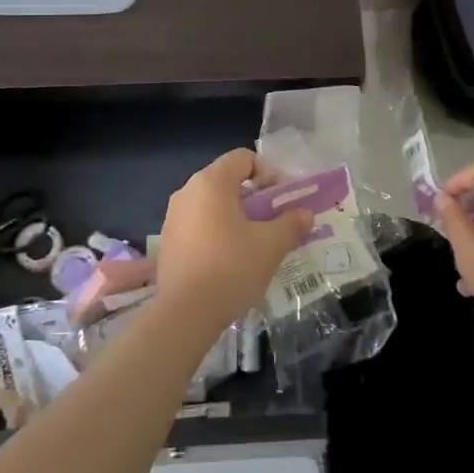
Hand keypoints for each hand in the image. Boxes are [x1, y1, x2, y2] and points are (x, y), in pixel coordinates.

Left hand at [153, 149, 310, 336]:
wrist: (184, 314)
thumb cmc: (231, 268)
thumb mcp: (271, 245)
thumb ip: (292, 223)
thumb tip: (305, 213)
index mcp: (211, 182)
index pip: (244, 158)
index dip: (269, 173)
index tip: (283, 200)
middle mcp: (187, 191)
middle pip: (228, 180)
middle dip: (256, 197)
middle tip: (274, 222)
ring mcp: (173, 216)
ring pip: (213, 204)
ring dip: (237, 216)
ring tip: (255, 243)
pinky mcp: (168, 241)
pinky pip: (199, 224)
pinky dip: (218, 231)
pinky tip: (230, 260)